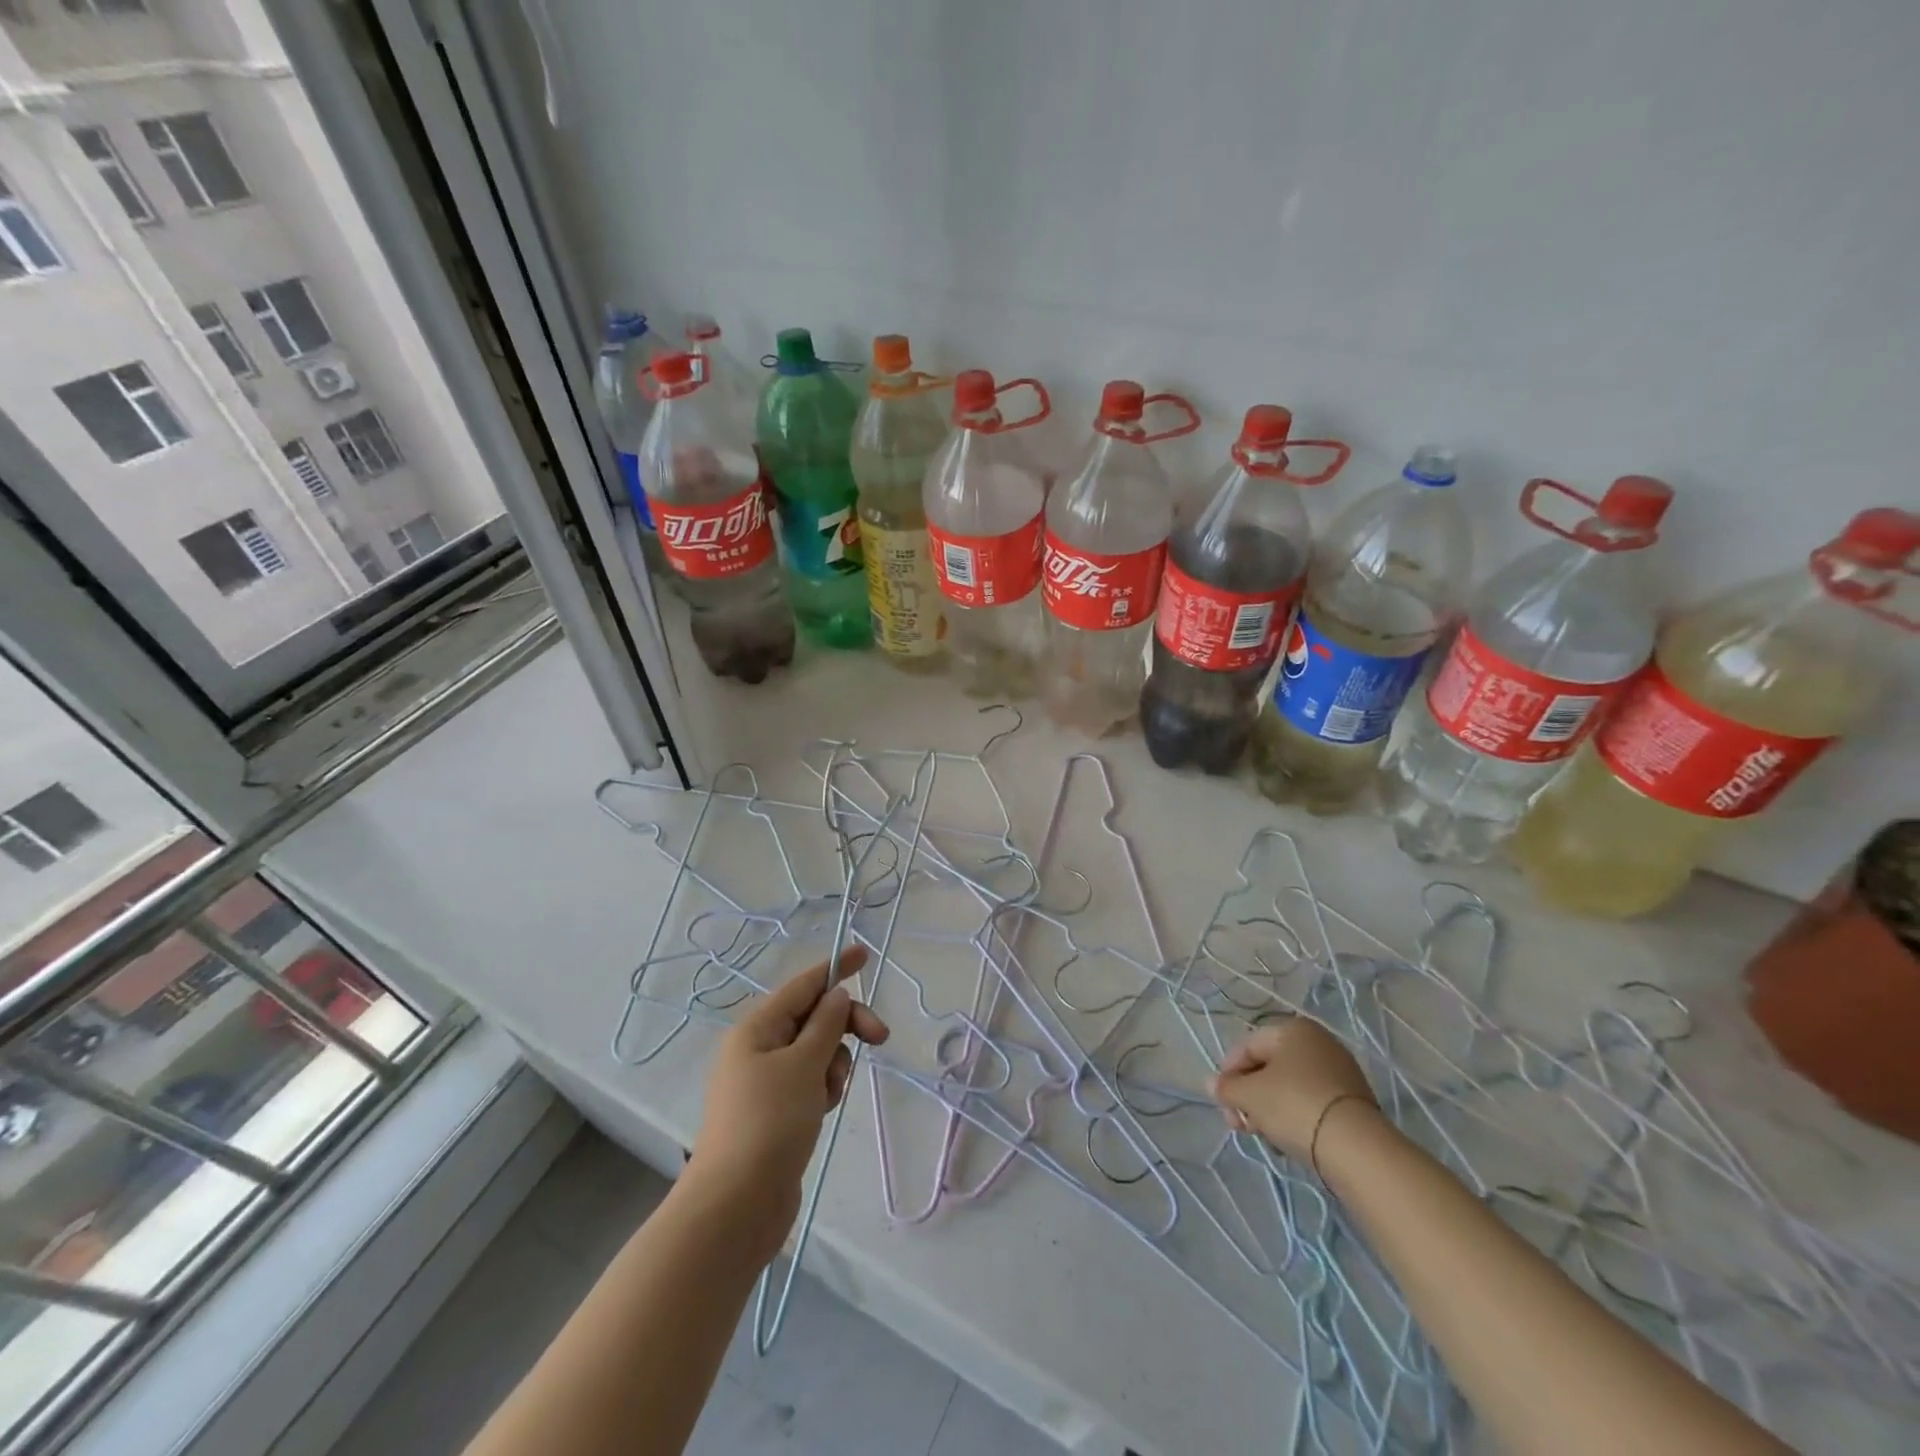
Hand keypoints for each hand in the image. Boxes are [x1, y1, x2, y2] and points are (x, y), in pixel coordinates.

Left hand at [689, 947, 888, 1258]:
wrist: (736, 1206)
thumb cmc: (769, 1123)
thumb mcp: (803, 1065)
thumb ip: (826, 1025)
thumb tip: (837, 995)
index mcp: (757, 1028)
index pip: (803, 985)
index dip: (835, 968)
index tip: (866, 955)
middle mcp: (758, 1048)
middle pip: (814, 1018)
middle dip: (845, 1026)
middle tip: (880, 1038)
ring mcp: (766, 1081)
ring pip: (817, 1052)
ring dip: (834, 1064)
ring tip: (828, 1094)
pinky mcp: (776, 1111)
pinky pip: (811, 1081)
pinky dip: (824, 1087)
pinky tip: (823, 1110)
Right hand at [1208, 1016, 1375, 1160]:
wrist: (1357, 1149)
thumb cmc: (1294, 1106)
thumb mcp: (1250, 1095)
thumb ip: (1226, 1088)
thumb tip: (1211, 1084)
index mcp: (1293, 1029)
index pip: (1247, 1046)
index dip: (1228, 1073)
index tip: (1221, 1101)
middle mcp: (1319, 1043)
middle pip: (1268, 1068)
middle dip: (1248, 1096)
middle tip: (1238, 1124)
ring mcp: (1340, 1073)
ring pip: (1289, 1088)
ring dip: (1268, 1110)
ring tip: (1263, 1137)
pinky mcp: (1353, 1103)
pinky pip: (1311, 1104)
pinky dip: (1295, 1119)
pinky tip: (1287, 1142)